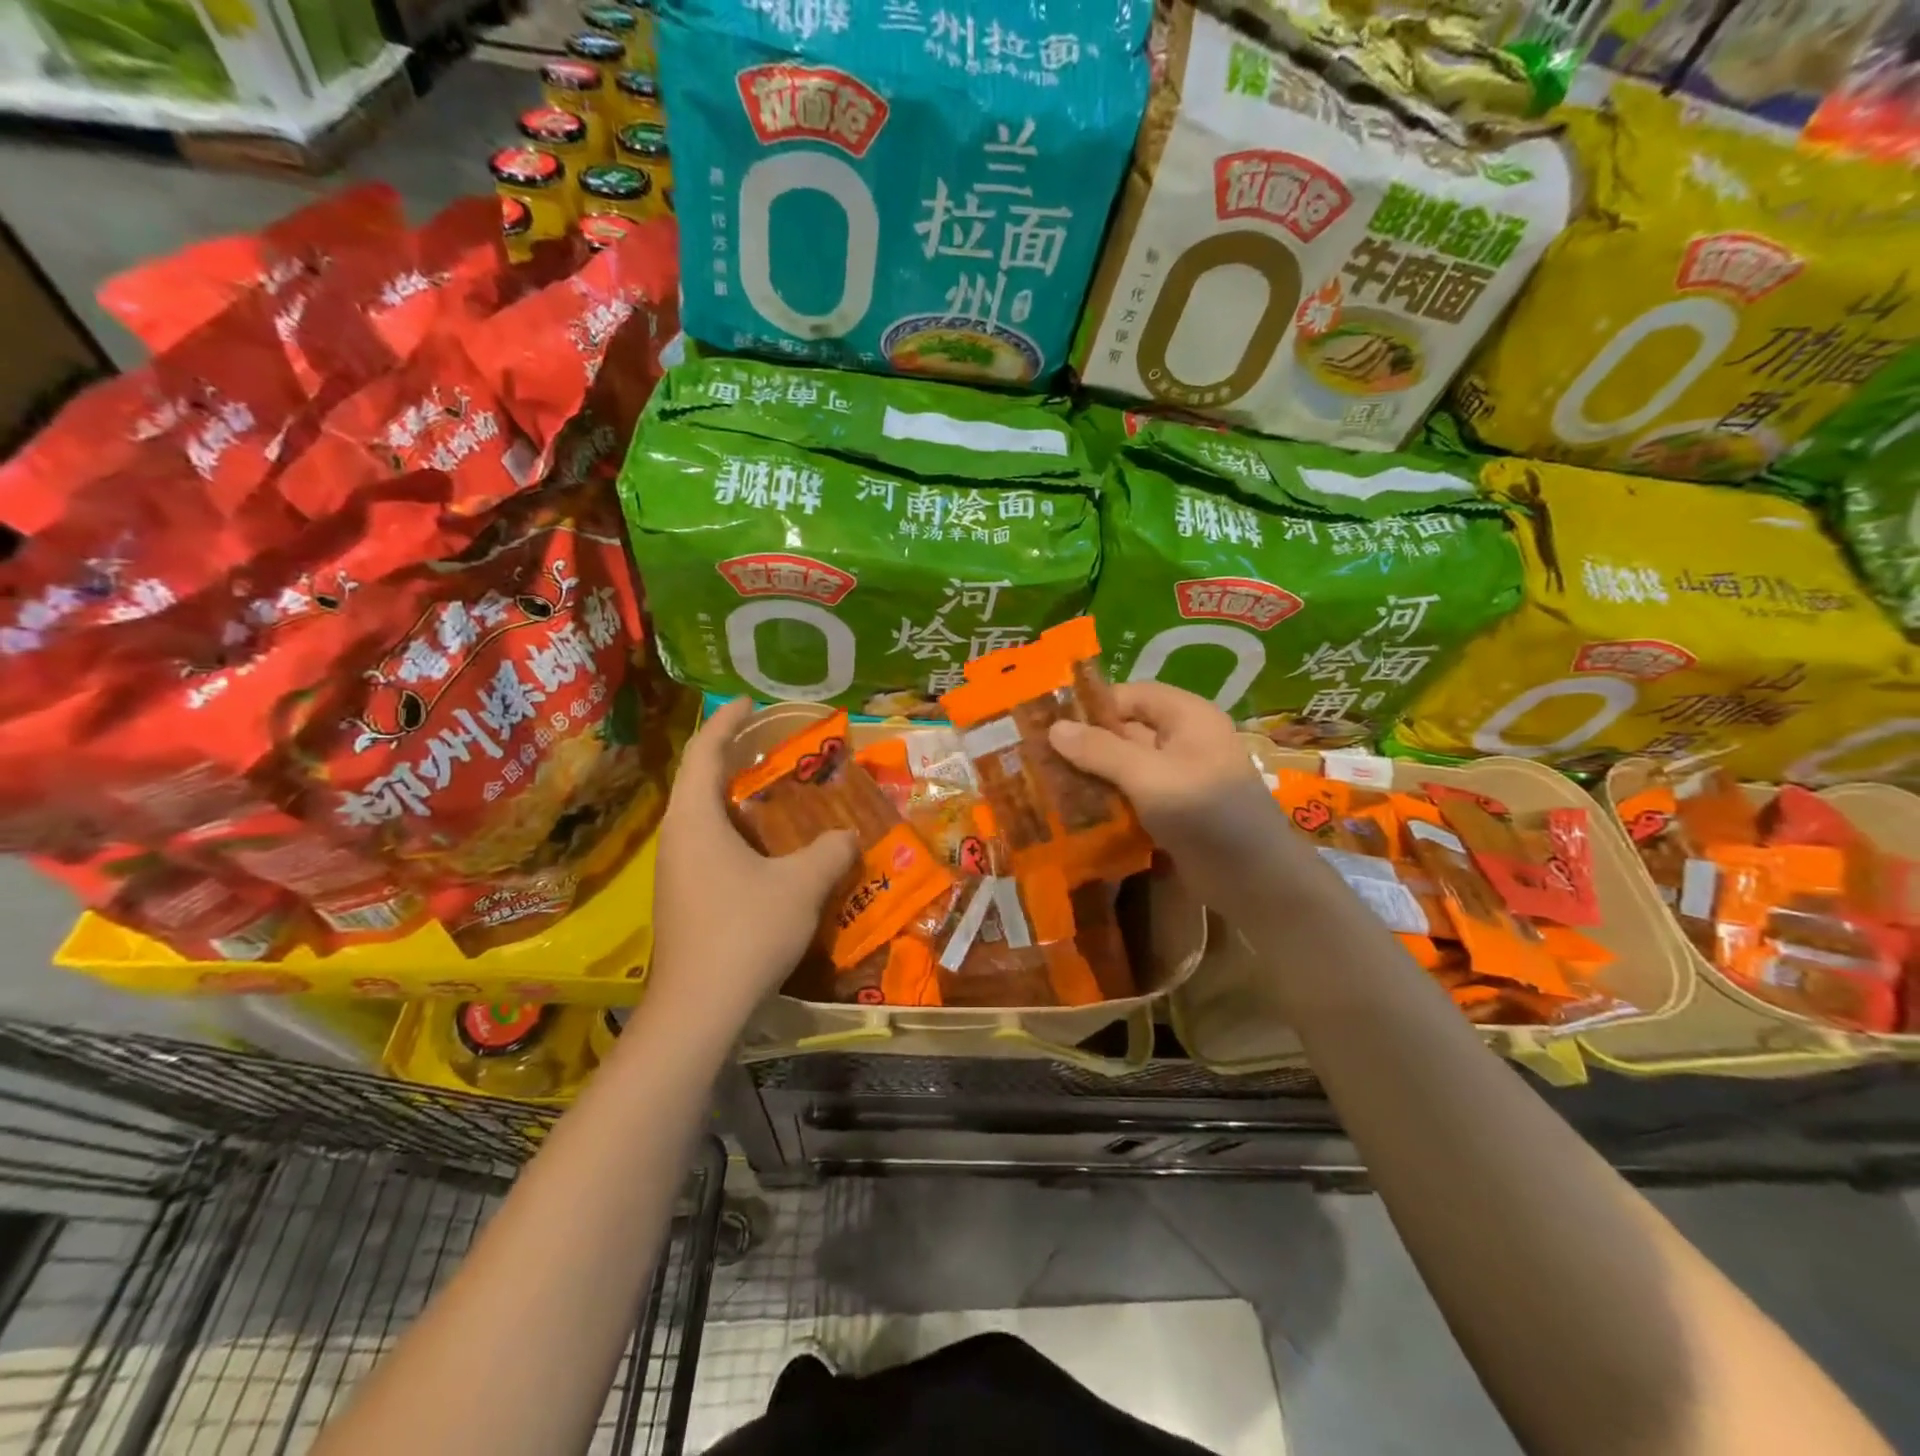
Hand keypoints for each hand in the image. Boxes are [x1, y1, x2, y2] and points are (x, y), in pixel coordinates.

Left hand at [647, 699, 856, 1029]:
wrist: (699, 1010)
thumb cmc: (746, 931)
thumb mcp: (801, 885)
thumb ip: (830, 852)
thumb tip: (848, 836)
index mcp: (695, 819)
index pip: (704, 751)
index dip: (726, 721)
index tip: (747, 702)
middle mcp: (677, 837)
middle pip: (699, 781)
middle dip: (732, 757)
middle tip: (770, 746)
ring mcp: (675, 871)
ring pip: (704, 817)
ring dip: (736, 799)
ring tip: (776, 794)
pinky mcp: (683, 899)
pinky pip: (709, 846)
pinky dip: (736, 832)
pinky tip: (768, 850)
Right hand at [1048, 682, 1287, 871]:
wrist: (1255, 880)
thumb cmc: (1205, 813)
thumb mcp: (1148, 775)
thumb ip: (1100, 750)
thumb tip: (1053, 728)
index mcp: (1187, 717)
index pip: (1131, 696)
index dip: (1093, 706)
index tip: (1050, 723)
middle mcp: (1183, 740)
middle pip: (1125, 730)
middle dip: (1085, 743)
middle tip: (1037, 756)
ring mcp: (1178, 778)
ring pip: (1125, 765)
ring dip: (1091, 774)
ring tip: (1044, 782)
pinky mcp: (1171, 810)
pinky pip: (1131, 795)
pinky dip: (1106, 800)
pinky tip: (1071, 811)